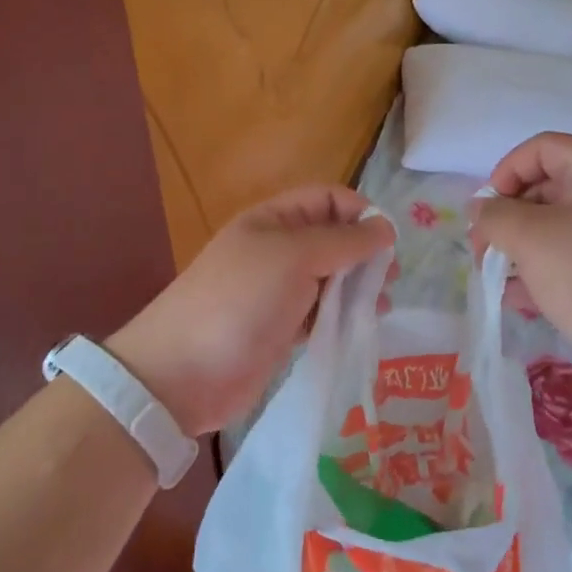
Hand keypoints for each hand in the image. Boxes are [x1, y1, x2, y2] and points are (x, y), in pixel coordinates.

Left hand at [109, 187, 393, 435]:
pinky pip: (320, 312)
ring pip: (330, 277)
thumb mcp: (294, 257)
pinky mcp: (280, 329)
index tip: (387, 240)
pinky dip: (342, 315)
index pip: (327, 199)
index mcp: (274, 219)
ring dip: (357, 286)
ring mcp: (277, 291)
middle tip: (389, 277)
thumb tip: (385, 227)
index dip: (359, 212)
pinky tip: (362, 325)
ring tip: (381, 305)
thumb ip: (343, 241)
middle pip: (332, 238)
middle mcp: (277, 249)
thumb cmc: (241, 301)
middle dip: (364, 252)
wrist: (182, 373)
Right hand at [470, 133, 571, 407]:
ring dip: (523, 247)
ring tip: (495, 277)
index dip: (506, 172)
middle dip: (509, 217)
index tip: (487, 211)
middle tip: (483, 251)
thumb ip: (496, 217)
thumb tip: (481, 210)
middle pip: (550, 187)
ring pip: (561, 227)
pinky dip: (548, 270)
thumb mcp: (531, 240)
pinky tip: (519, 299)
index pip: (543, 148)